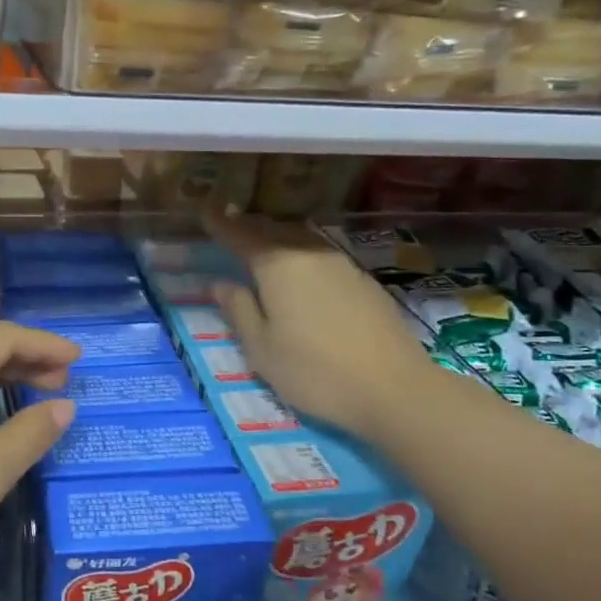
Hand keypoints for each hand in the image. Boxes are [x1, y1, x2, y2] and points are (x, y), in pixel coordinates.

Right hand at [206, 211, 433, 439]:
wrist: (395, 389)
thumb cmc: (314, 371)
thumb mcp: (261, 349)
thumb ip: (238, 311)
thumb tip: (220, 284)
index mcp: (277, 265)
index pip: (241, 235)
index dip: (221, 224)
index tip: (205, 212)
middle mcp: (310, 254)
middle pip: (274, 231)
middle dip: (250, 228)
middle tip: (231, 227)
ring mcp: (343, 266)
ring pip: (302, 241)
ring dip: (279, 240)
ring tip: (265, 248)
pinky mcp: (365, 283)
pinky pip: (323, 258)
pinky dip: (304, 258)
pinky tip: (304, 277)